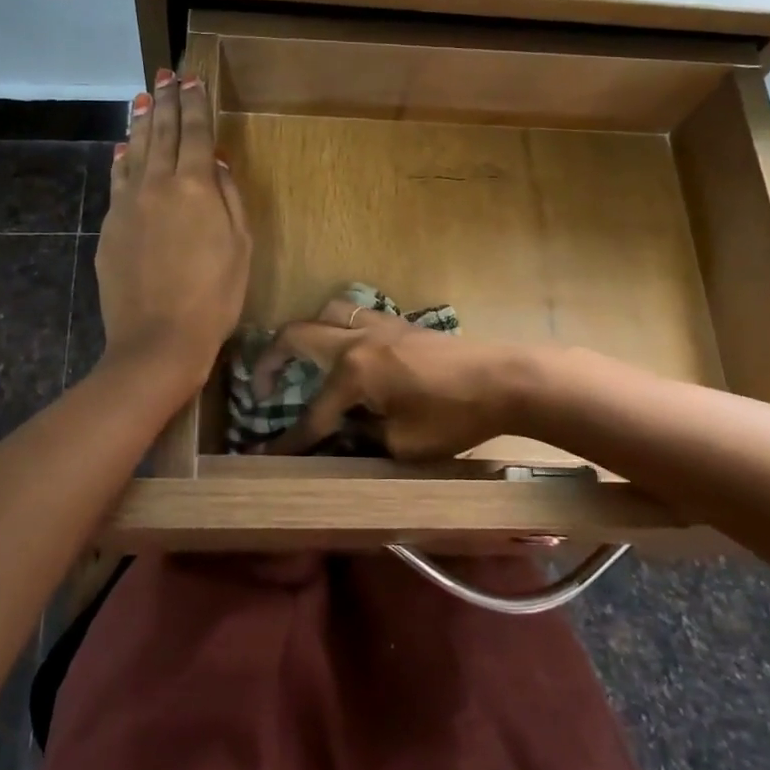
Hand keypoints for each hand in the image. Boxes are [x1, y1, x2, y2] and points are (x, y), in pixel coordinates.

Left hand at [95, 69, 250, 392]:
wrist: (158, 339)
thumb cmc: (214, 296)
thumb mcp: (240, 247)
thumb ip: (228, 198)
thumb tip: (215, 163)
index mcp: (194, 187)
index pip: (195, 133)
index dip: (195, 104)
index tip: (192, 79)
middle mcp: (157, 184)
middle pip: (161, 133)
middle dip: (165, 101)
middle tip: (166, 74)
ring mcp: (128, 204)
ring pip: (134, 151)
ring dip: (140, 122)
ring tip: (142, 98)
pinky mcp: (111, 226)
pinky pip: (117, 180)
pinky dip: (121, 159)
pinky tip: (122, 149)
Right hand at [253, 301, 536, 459]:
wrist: (507, 379)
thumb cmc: (454, 417)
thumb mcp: (403, 445)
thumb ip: (362, 439)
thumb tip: (339, 436)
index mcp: (353, 371)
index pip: (312, 412)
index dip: (289, 440)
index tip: (264, 455)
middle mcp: (357, 340)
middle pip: (297, 335)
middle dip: (271, 360)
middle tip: (261, 387)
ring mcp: (380, 326)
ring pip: (326, 313)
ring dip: (305, 335)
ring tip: (302, 361)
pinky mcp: (400, 324)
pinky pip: (353, 317)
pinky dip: (336, 331)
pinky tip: (347, 355)